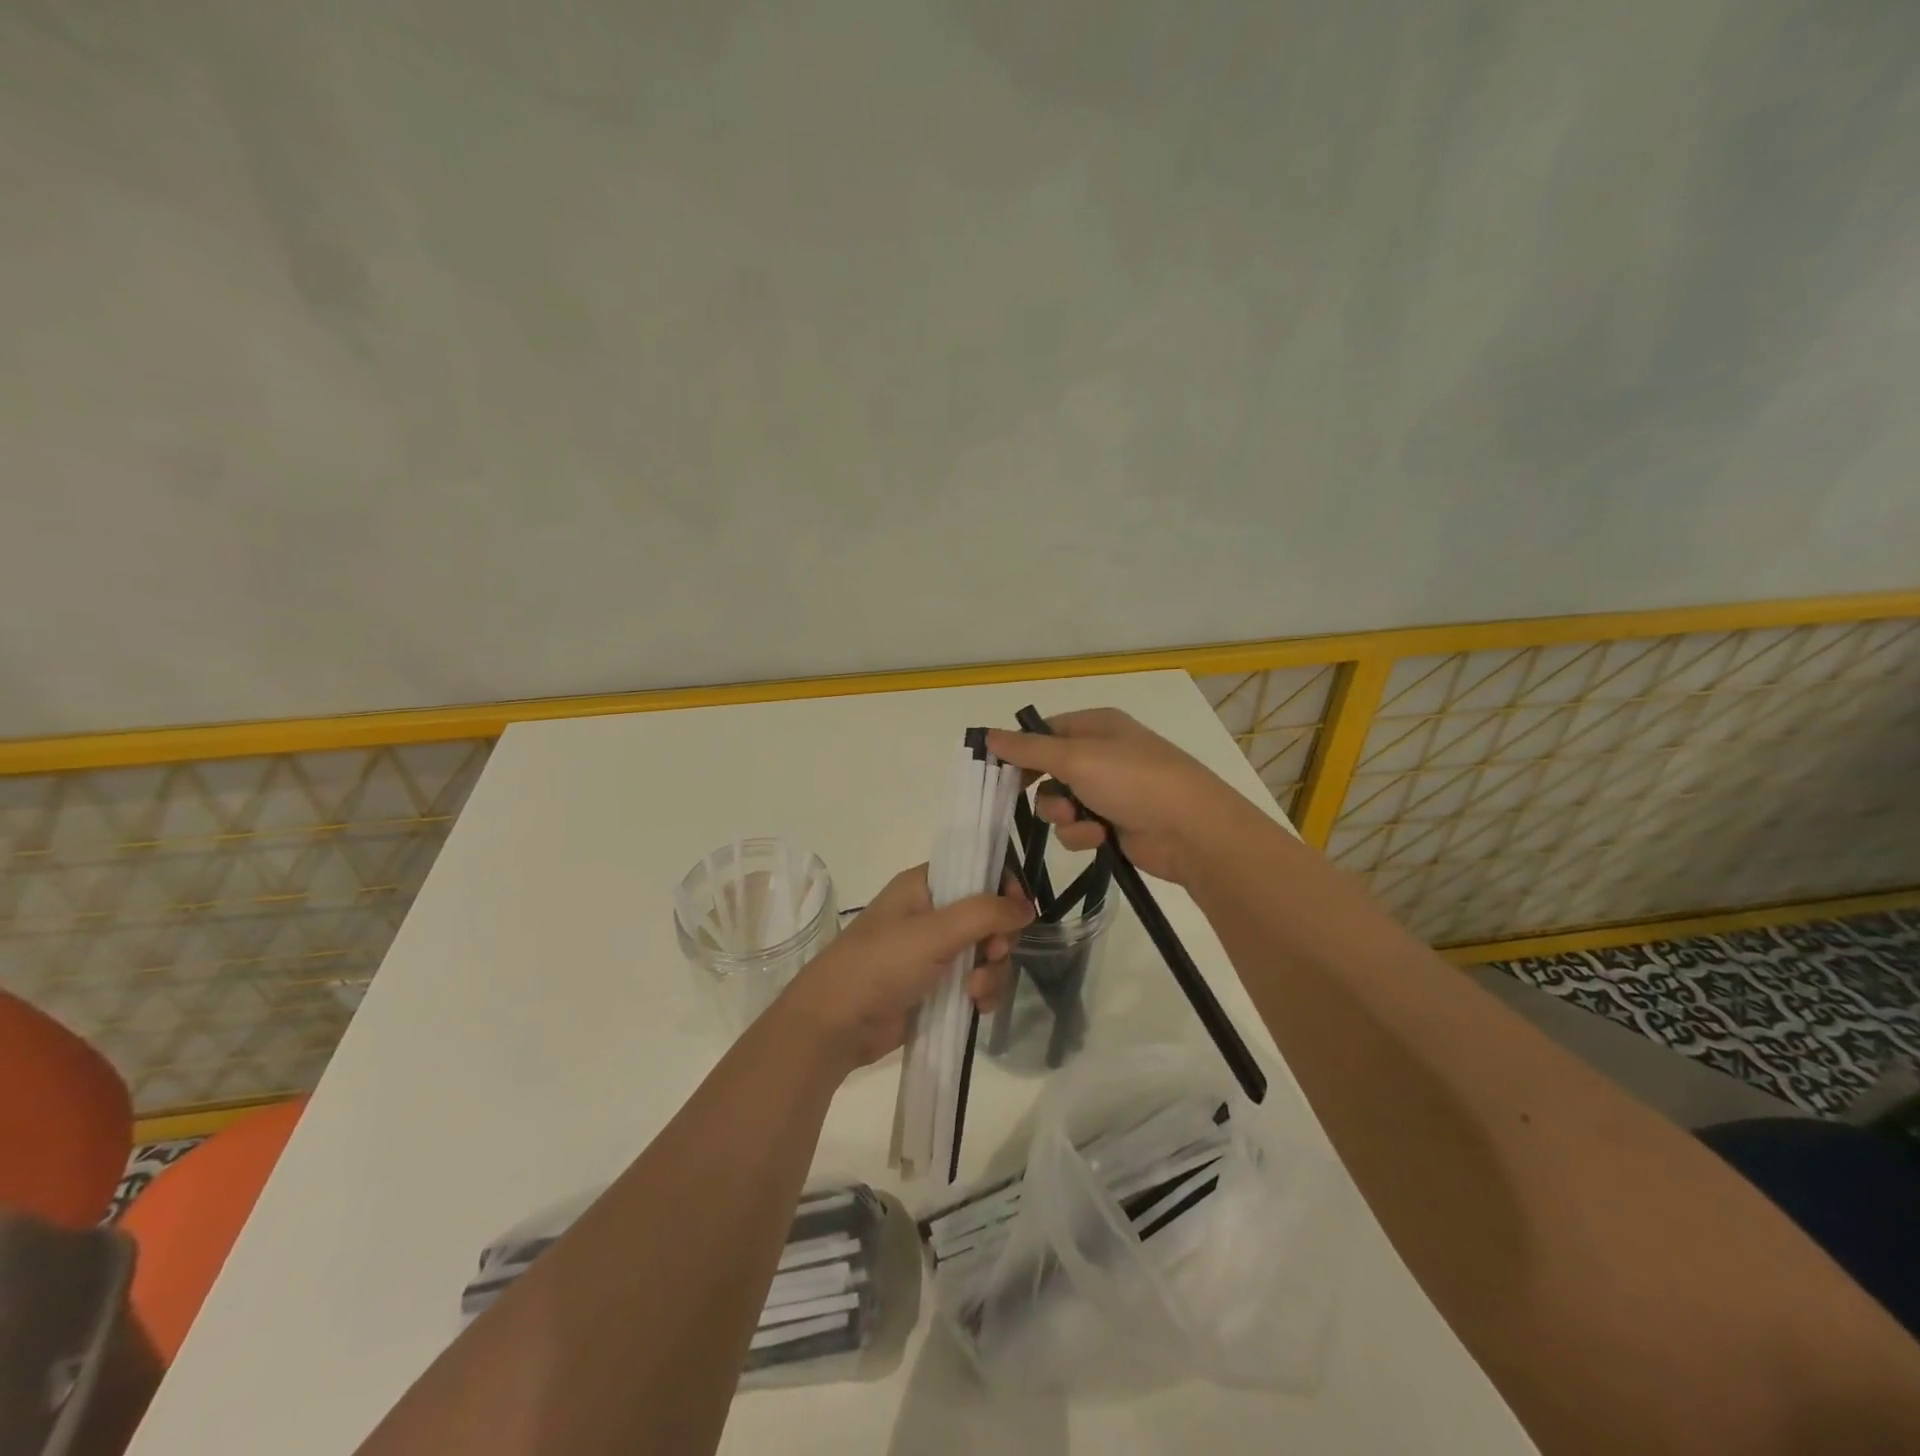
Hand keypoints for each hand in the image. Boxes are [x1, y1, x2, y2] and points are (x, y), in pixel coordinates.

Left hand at [779, 865, 1032, 1069]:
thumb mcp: (934, 932)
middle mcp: (931, 914)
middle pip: (989, 915)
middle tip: (993, 953)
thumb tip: (1027, 908)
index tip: (1019, 913)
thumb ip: (984, 913)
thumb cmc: (881, 965)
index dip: (1003, 888)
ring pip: (987, 953)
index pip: (977, 871)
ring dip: (992, 972)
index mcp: (924, 886)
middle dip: (999, 938)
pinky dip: (983, 993)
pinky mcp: (937, 988)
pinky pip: (977, 982)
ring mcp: (935, 953)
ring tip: (975, 991)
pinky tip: (976, 1008)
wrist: (836, 1025)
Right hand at [986, 709, 1246, 885]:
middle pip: (1049, 770)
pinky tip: (1099, 837)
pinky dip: (1083, 834)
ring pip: (1060, 803)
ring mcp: (1110, 791)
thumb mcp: (1076, 758)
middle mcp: (1102, 754)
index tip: (997, 771)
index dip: (1021, 751)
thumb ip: (1028, 749)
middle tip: (1024, 798)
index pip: (1045, 732)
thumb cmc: (1133, 780)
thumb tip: (987, 734)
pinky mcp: (1115, 824)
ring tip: (1080, 820)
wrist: (1191, 830)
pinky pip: (1079, 828)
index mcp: (1097, 726)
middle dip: (1042, 789)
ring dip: (1062, 816)